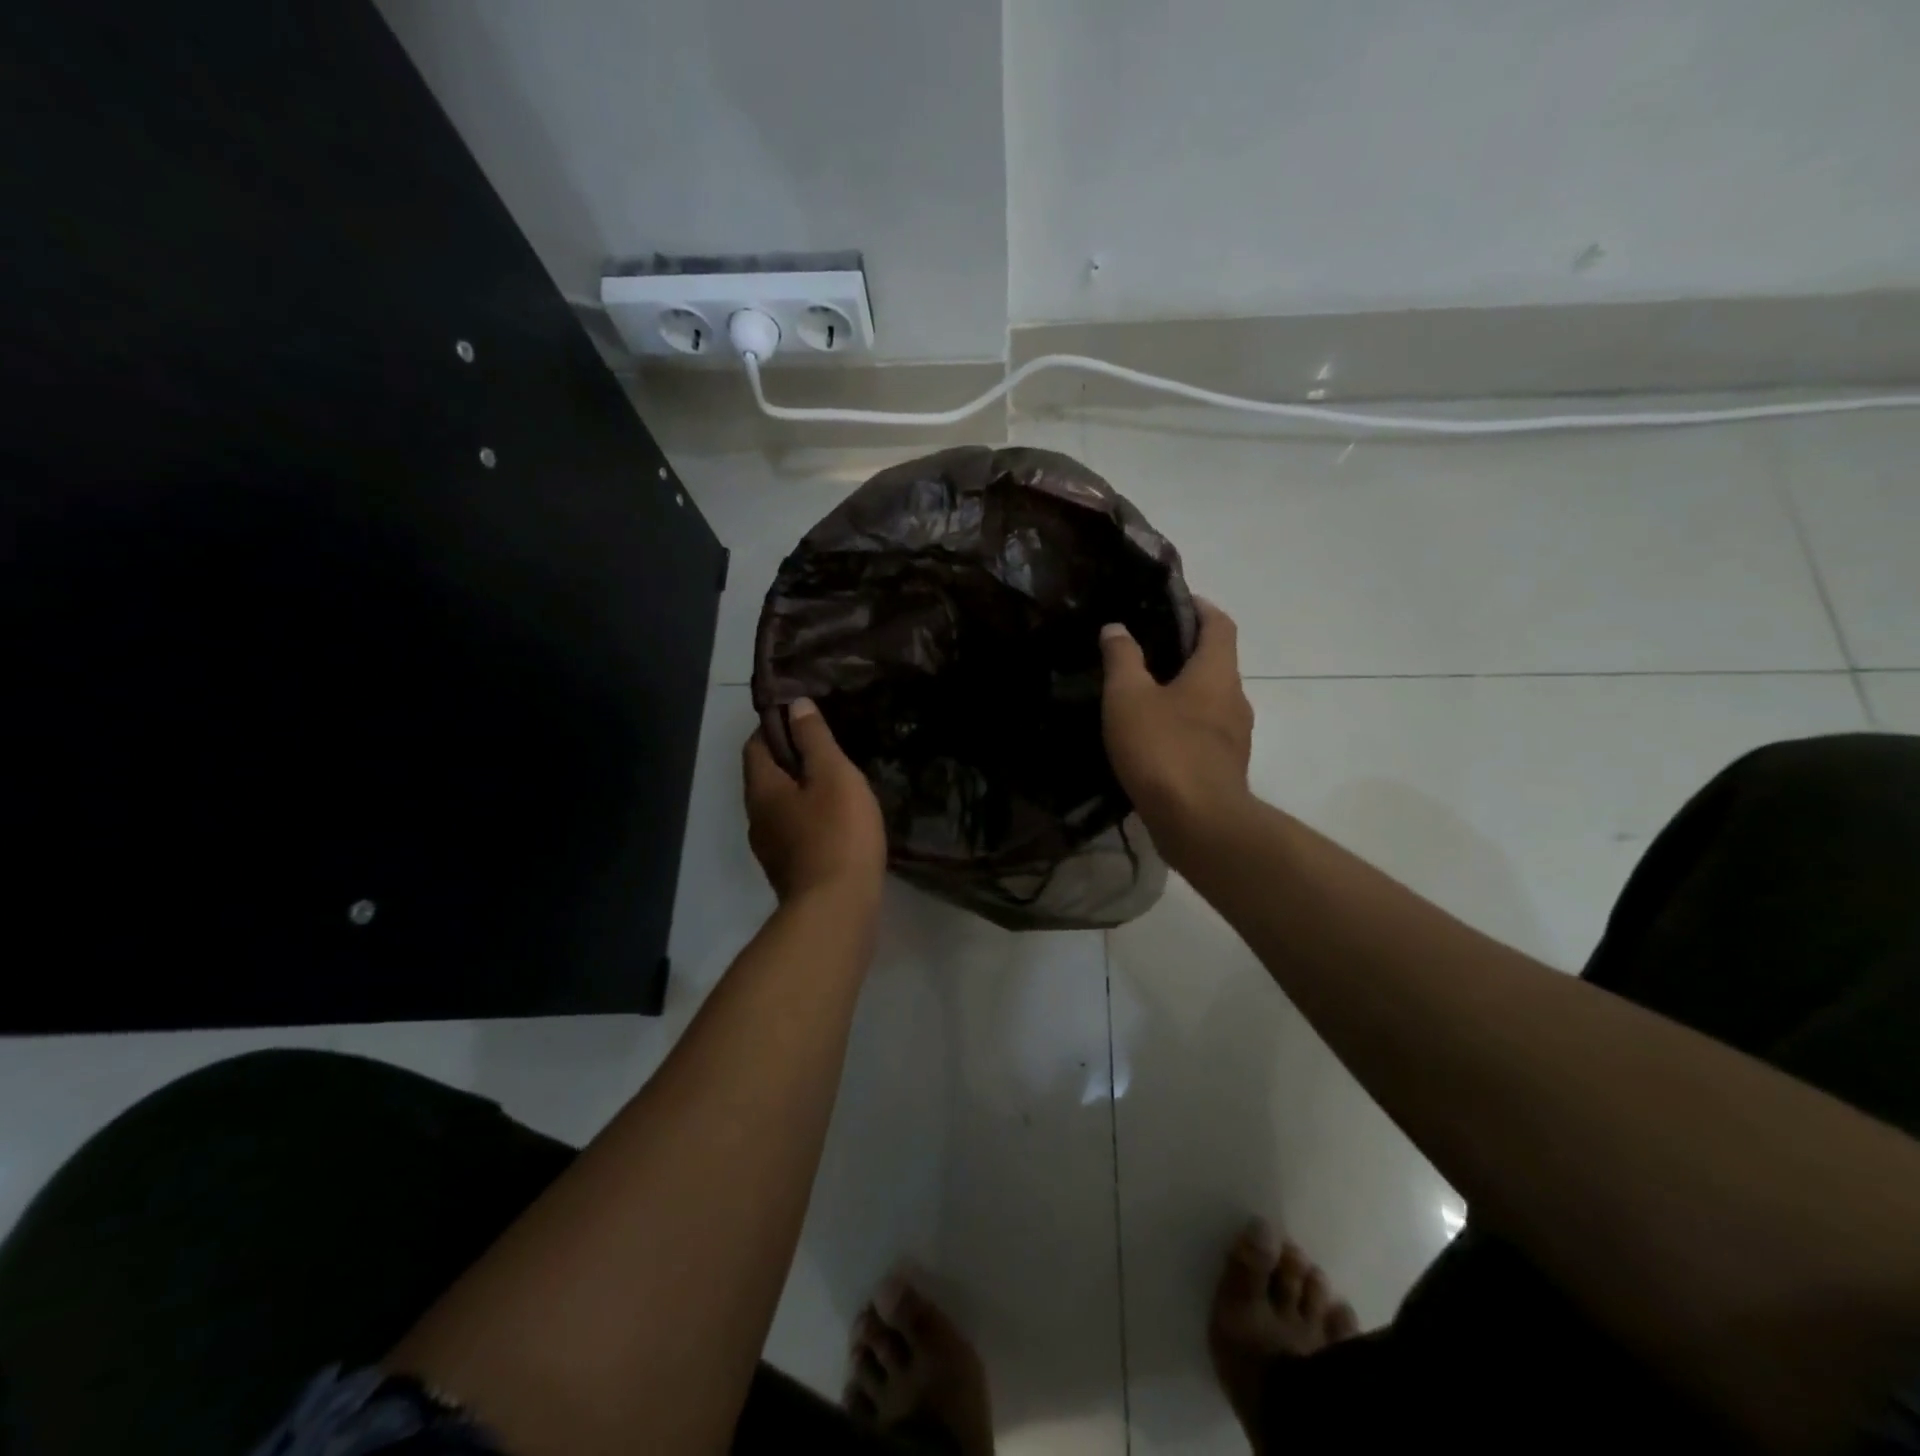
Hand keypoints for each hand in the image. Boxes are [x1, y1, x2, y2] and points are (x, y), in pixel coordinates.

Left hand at [743, 699, 887, 906]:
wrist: (837, 910)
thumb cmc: (837, 833)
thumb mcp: (833, 775)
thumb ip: (814, 739)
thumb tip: (795, 705)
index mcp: (761, 789)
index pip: (755, 745)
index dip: (774, 726)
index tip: (804, 717)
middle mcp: (756, 818)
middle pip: (765, 776)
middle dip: (790, 758)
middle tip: (827, 748)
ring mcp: (771, 849)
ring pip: (781, 806)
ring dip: (801, 791)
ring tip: (836, 783)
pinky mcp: (789, 871)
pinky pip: (795, 831)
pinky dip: (810, 818)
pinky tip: (838, 821)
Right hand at [1100, 599, 1254, 859]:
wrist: (1198, 823)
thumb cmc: (1164, 749)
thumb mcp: (1128, 698)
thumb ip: (1122, 659)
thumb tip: (1116, 628)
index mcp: (1216, 672)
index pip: (1219, 624)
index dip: (1200, 607)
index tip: (1174, 601)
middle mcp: (1234, 698)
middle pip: (1216, 662)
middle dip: (1186, 650)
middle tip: (1145, 648)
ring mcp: (1234, 736)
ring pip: (1211, 699)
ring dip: (1184, 690)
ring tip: (1144, 693)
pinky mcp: (1224, 767)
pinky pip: (1205, 732)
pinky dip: (1184, 723)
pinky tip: (1153, 737)